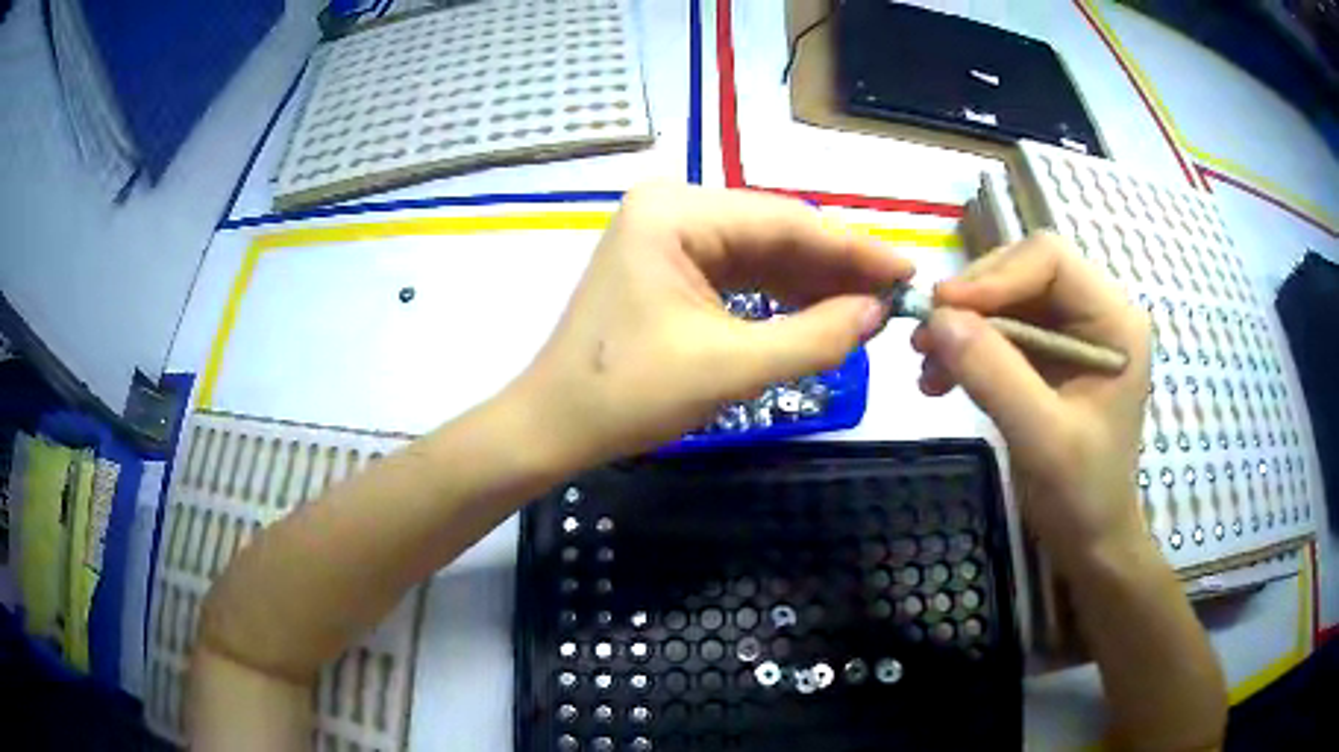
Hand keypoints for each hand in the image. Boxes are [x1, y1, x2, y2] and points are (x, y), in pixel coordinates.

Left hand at [508, 182, 912, 468]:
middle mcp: (672, 205)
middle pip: (775, 231)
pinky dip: (780, 293)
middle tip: (895, 296)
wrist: (555, 425)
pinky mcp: (669, 262)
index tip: (908, 273)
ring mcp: (667, 231)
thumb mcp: (732, 367)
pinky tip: (820, 310)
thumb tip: (877, 313)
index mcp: (676, 211)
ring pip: (761, 250)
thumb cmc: (630, 395)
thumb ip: (816, 337)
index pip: (787, 221)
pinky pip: (739, 270)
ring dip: (813, 281)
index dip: (854, 250)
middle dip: (836, 267)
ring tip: (868, 308)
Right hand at [911, 232, 1151, 567]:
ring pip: (1005, 298)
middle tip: (925, 340)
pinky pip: (1000, 329)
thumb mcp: (1042, 438)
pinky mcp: (1048, 354)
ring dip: (962, 326)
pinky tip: (940, 380)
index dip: (995, 276)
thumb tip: (938, 319)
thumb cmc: (1082, 494)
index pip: (1049, 260)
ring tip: (926, 365)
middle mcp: (1094, 312)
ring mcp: (1070, 331)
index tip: (943, 312)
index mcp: (1113, 320)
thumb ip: (996, 376)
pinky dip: (966, 348)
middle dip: (972, 301)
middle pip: (1022, 271)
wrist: (1090, 538)